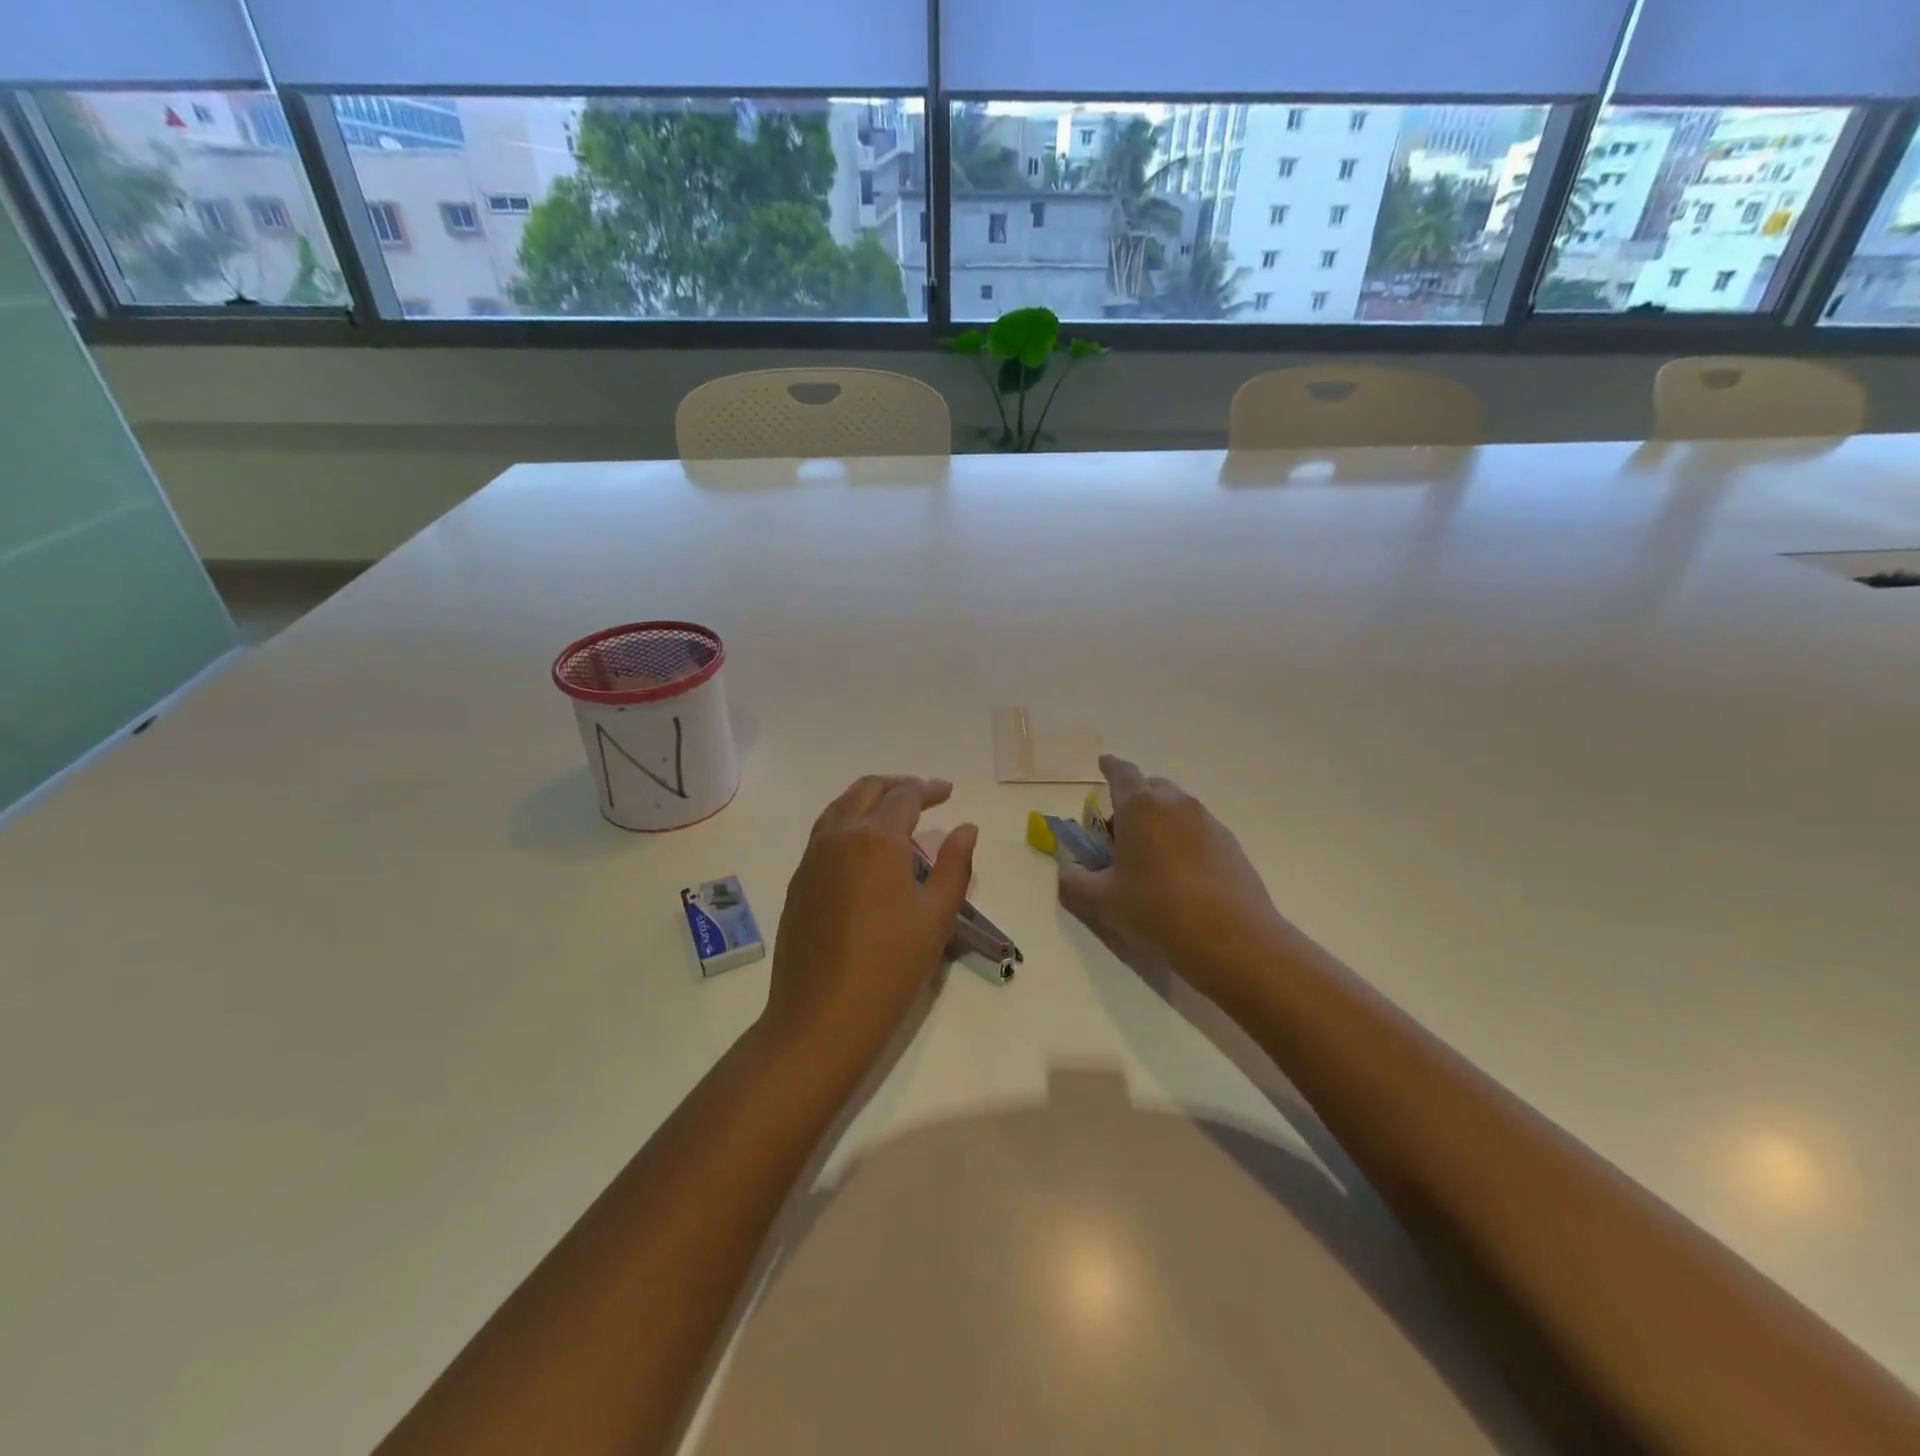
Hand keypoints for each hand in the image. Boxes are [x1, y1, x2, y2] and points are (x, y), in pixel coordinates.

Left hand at [761, 776, 978, 1071]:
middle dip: (897, 785)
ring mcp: (812, 857)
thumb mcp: (937, 915)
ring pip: (840, 807)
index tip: (949, 791)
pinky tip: (865, 848)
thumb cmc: (890, 966)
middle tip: (924, 794)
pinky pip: (825, 833)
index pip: (905, 796)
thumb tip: (966, 828)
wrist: (821, 1016)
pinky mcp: (798, 881)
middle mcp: (839, 836)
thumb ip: (954, 864)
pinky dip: (848, 822)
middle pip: (866, 790)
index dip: (930, 789)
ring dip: (869, 800)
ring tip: (894, 814)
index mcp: (876, 838)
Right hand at [1057, 756, 1285, 1002]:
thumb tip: (1069, 870)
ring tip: (1150, 863)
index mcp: (1140, 806)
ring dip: (1160, 824)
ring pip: (1177, 811)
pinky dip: (1184, 843)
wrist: (1233, 941)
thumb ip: (1074, 881)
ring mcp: (1209, 824)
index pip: (1122, 772)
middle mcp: (1177, 804)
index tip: (1103, 765)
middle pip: (1151, 789)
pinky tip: (1181, 879)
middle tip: (1119, 836)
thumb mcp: (1100, 902)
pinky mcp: (1232, 847)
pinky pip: (1199, 833)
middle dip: (1133, 802)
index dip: (1109, 767)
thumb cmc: (1157, 911)